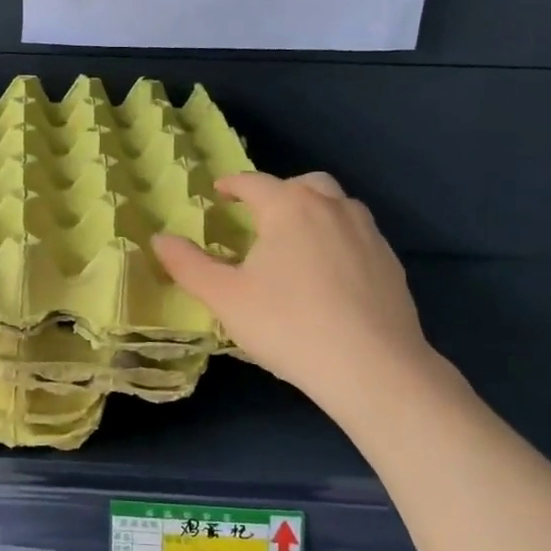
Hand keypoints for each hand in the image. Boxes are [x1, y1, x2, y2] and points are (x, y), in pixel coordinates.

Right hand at [153, 172, 445, 413]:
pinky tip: (330, 273)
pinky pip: (358, 235)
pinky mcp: (391, 263)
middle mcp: (332, 208)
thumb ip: (189, 265)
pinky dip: (338, 238)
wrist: (373, 368)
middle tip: (260, 215)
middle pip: (304, 184)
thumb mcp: (225, 298)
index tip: (219, 191)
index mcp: (289, 207)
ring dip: (314, 211)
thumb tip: (159, 239)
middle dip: (279, 192)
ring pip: (338, 206)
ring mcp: (368, 234)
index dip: (233, 184)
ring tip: (296, 240)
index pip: (255, 182)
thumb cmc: (288, 325)